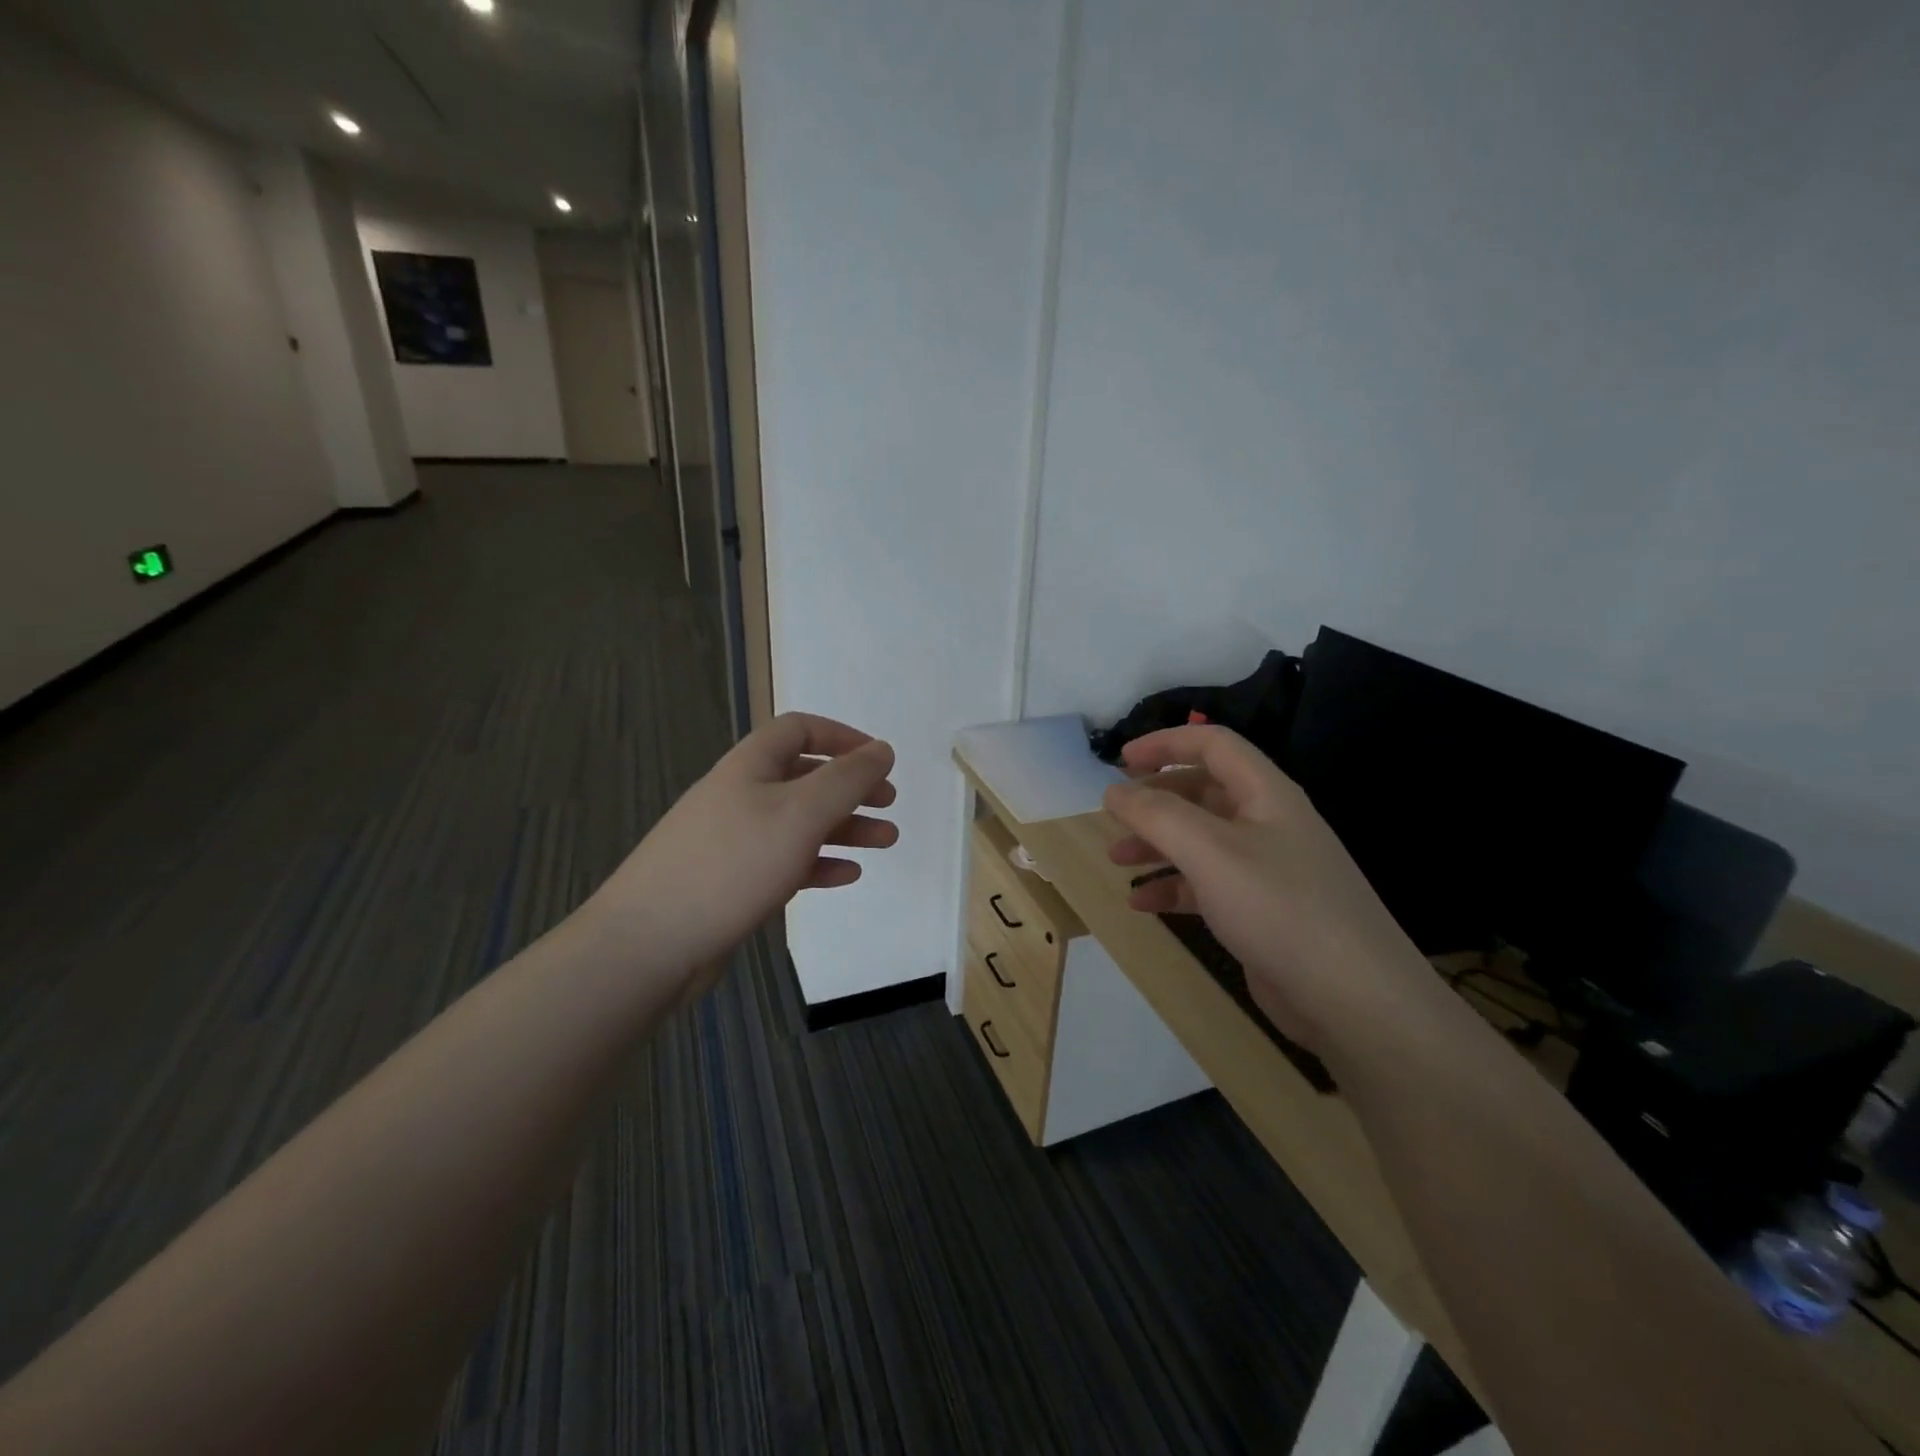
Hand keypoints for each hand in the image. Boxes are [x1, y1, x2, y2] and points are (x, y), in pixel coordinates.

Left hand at [585, 713, 897, 984]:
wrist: (649, 943)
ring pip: (799, 822)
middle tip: (889, 803)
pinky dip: (818, 862)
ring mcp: (733, 840)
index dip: (843, 737)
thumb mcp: (800, 814)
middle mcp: (740, 795)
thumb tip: (882, 749)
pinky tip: (846, 875)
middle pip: (804, 777)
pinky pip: (784, 861)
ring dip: (844, 827)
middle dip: (851, 787)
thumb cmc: (731, 865)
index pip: (800, 730)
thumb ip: (846, 779)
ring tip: (885, 841)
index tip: (880, 760)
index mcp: (750, 766)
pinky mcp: (731, 881)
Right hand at [1104, 725, 1433, 1046]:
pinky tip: (1142, 904)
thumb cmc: (1279, 908)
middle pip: (1203, 792)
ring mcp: (1267, 869)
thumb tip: (1114, 791)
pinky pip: (1207, 885)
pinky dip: (1172, 887)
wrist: (1354, 1000)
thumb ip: (1156, 814)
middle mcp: (1268, 823)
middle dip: (1154, 800)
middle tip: (1114, 815)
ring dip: (1157, 844)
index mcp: (1265, 794)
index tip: (1120, 760)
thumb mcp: (1209, 852)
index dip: (1165, 743)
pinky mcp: (1260, 911)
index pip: (1212, 744)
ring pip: (1200, 840)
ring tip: (1117, 860)